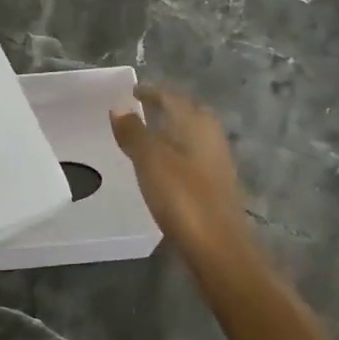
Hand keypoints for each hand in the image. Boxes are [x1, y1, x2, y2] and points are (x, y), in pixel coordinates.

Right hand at [110, 84, 248, 253]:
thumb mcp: (150, 160)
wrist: (219, 248)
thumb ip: (134, 132)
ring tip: (146, 136)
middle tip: (140, 108)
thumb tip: (119, 106)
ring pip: (190, 135)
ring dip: (170, 130)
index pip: (172, 97)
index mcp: (197, 123)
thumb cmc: (182, 197)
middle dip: (165, 108)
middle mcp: (210, 137)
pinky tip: (161, 167)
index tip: (132, 91)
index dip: (151, 92)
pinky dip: (175, 152)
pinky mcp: (215, 186)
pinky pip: (191, 156)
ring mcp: (216, 163)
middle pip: (187, 113)